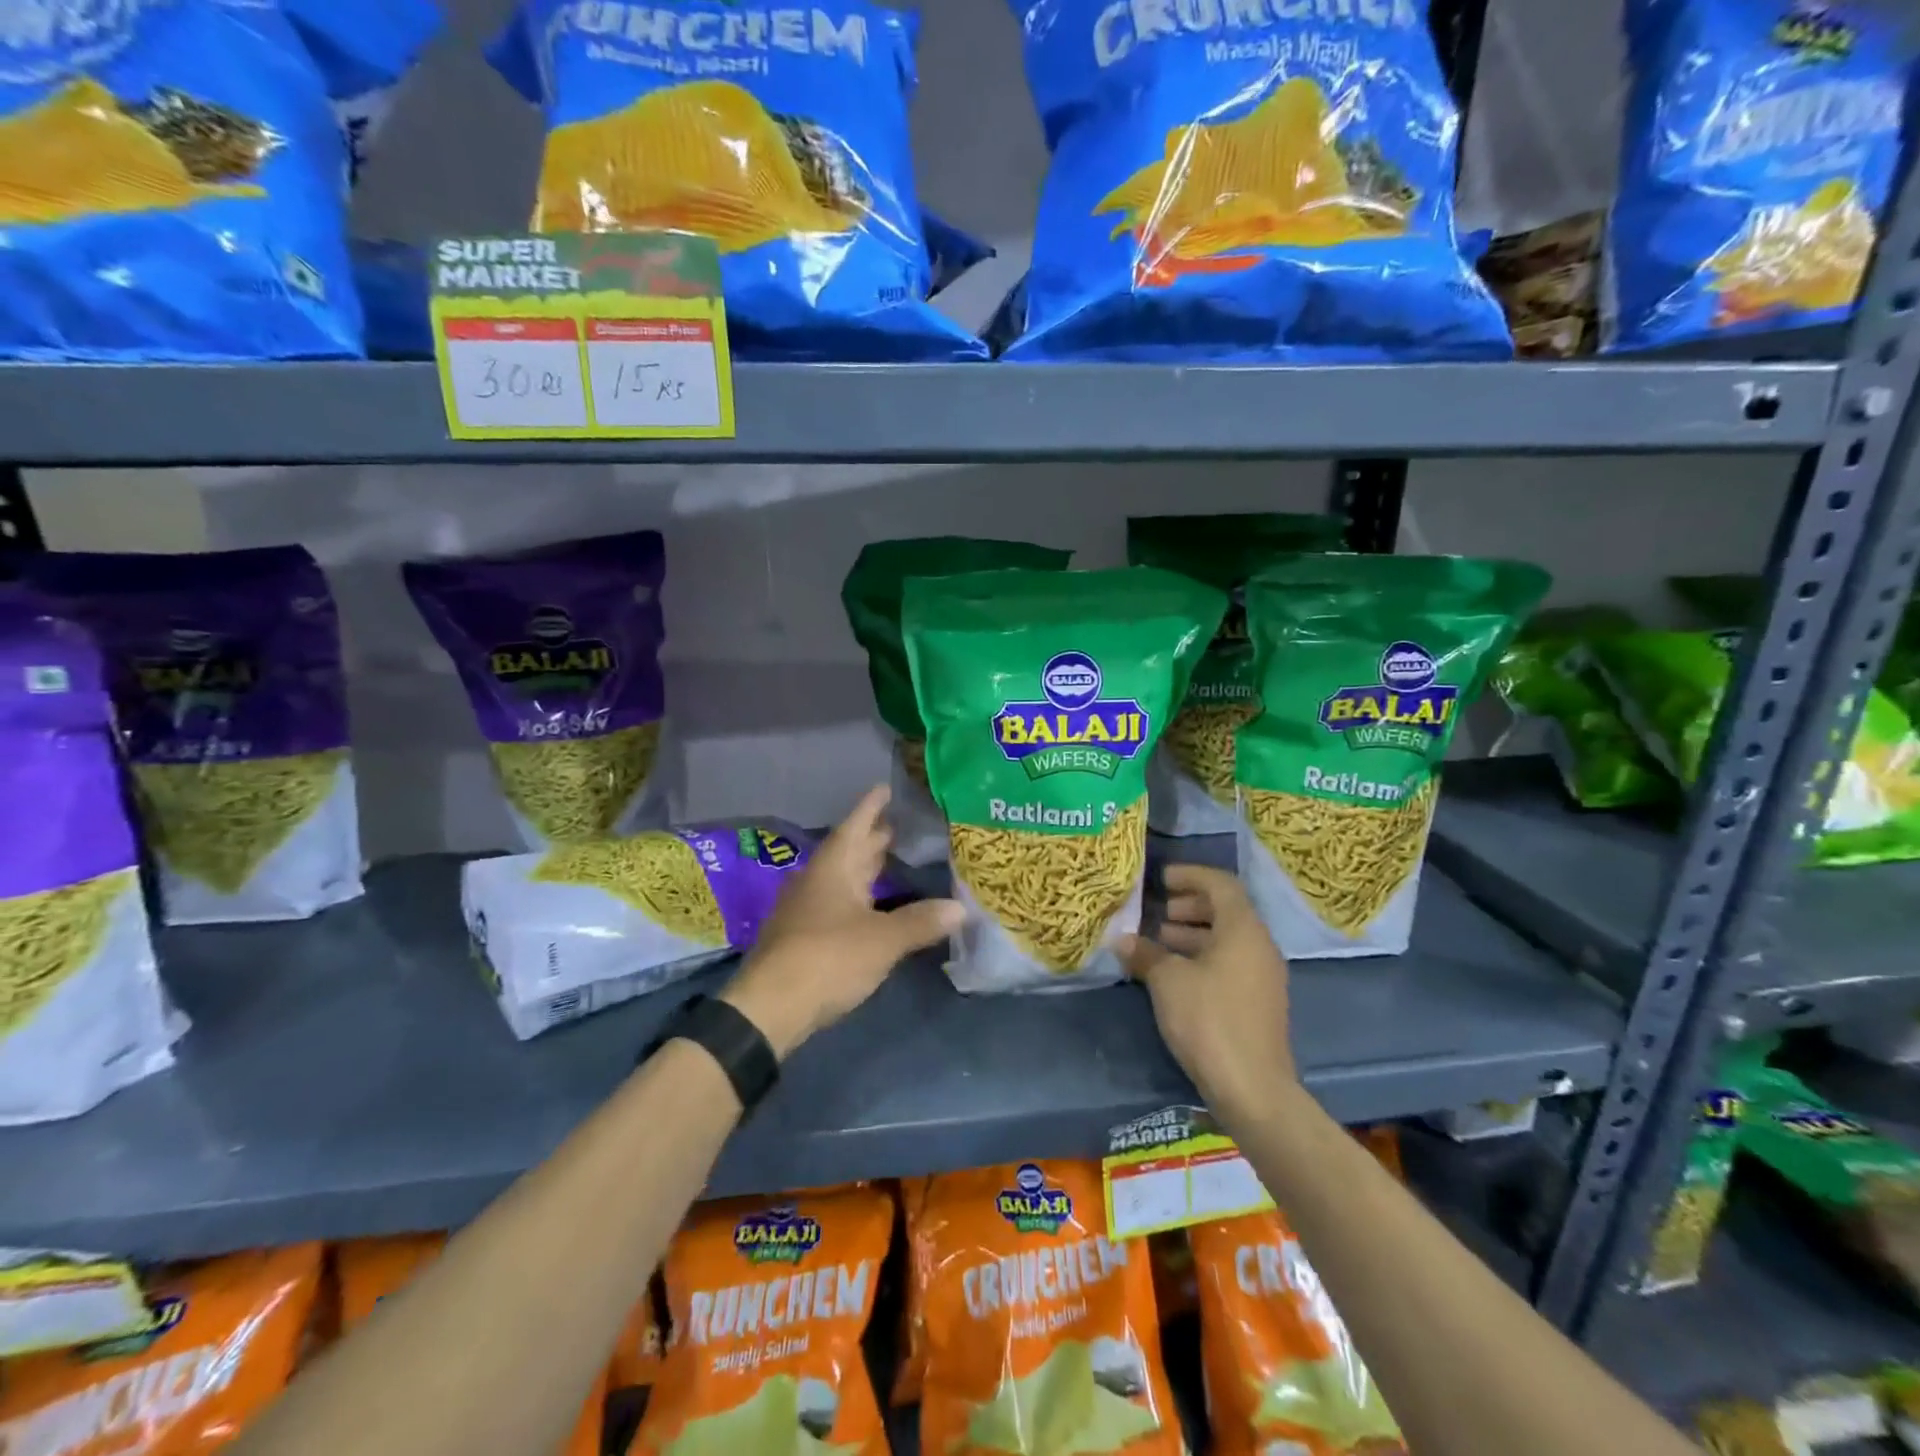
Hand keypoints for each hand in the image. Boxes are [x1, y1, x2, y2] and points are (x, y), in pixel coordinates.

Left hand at [722, 785, 961, 1058]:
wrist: (770, 1007)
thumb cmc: (828, 958)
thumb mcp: (883, 939)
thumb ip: (920, 921)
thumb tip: (960, 907)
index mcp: (833, 868)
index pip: (855, 826)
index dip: (871, 807)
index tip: (884, 788)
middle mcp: (817, 881)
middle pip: (848, 851)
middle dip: (872, 838)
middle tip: (899, 825)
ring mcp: (807, 909)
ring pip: (841, 878)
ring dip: (864, 868)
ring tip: (890, 858)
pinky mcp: (804, 937)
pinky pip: (837, 903)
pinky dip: (858, 897)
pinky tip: (872, 906)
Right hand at [1118, 864, 1296, 1119]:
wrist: (1253, 1089)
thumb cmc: (1209, 1020)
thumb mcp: (1168, 981)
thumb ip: (1145, 953)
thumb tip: (1123, 940)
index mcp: (1243, 929)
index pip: (1220, 884)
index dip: (1190, 875)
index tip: (1160, 879)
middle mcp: (1259, 946)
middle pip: (1226, 910)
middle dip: (1189, 906)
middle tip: (1156, 913)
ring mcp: (1263, 976)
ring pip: (1227, 939)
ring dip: (1193, 934)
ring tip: (1157, 942)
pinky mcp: (1258, 1002)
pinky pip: (1230, 963)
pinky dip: (1202, 958)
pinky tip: (1173, 975)